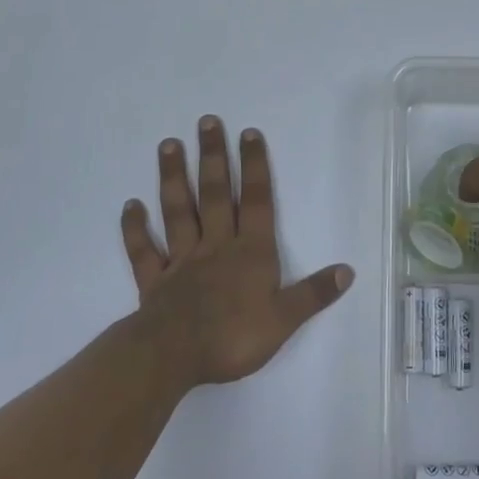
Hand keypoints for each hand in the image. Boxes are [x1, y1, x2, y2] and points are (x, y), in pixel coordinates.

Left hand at [121, 117, 353, 387]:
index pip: (256, 201)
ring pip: (178, 211)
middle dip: (212, 156)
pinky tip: (130, 205)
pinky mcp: (154, 281)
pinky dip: (136, 228)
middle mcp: (216, 246)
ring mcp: (182, 261)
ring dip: (173, 178)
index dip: (254, 166)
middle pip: (215, 194)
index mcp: (250, 252)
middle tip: (206, 121)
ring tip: (168, 145)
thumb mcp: (284, 319)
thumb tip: (347, 270)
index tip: (248, 133)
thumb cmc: (233, 337)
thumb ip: (313, 293)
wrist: (174, 357)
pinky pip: (144, 251)